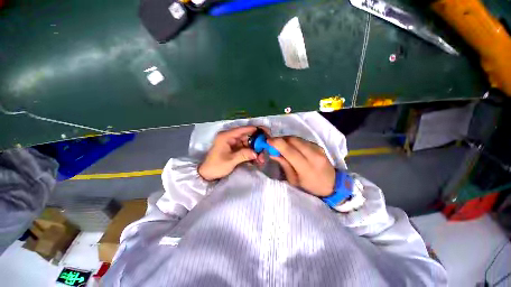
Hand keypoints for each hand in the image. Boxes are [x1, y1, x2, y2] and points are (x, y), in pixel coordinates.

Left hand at [198, 126, 262, 180]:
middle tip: (266, 148)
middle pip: (247, 136)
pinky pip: (245, 148)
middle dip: (257, 142)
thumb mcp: (230, 161)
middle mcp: (230, 137)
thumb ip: (244, 155)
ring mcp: (233, 143)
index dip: (254, 129)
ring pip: (247, 143)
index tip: (265, 131)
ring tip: (262, 156)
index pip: (242, 129)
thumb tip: (257, 153)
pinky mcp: (234, 149)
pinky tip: (257, 158)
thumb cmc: (216, 166)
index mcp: (226, 136)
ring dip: (255, 149)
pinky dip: (251, 152)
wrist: (207, 174)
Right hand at [268, 136, 334, 196]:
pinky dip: (294, 141)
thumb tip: (273, 153)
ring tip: (281, 145)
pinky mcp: (319, 146)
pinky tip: (291, 147)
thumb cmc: (310, 187)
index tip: (268, 141)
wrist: (332, 185)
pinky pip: (302, 140)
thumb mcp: (294, 180)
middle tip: (273, 144)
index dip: (277, 144)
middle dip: (281, 140)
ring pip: (297, 138)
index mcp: (306, 167)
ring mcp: (318, 149)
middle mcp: (313, 155)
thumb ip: (284, 165)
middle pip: (293, 140)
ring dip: (287, 140)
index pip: (290, 151)